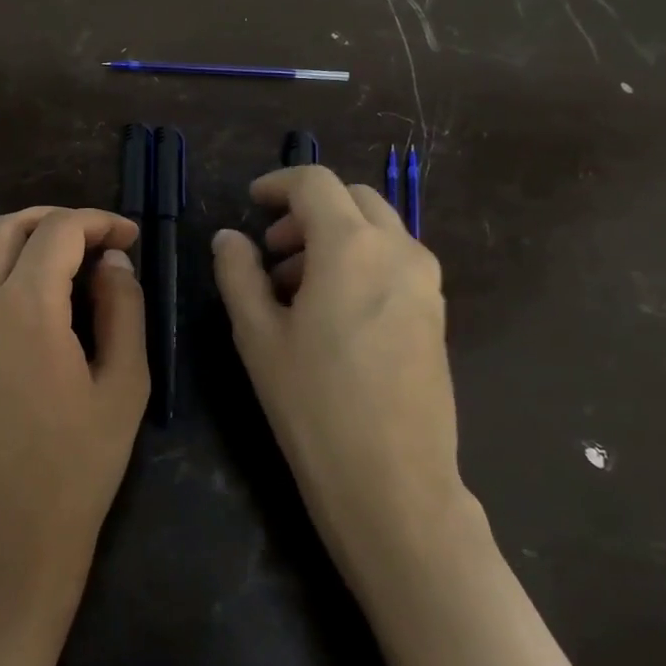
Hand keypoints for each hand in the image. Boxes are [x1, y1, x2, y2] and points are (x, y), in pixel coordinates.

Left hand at [0, 207, 149, 640]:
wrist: (3, 545)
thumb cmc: (77, 471)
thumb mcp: (124, 387)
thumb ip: (123, 310)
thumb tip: (112, 262)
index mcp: (26, 308)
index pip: (59, 232)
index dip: (99, 222)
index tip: (130, 237)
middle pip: (9, 228)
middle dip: (56, 220)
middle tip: (97, 239)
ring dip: (16, 238)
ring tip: (56, 258)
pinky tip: (18, 293)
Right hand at [211, 166, 471, 592]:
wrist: (394, 482)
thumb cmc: (314, 405)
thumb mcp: (258, 335)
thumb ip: (238, 273)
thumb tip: (229, 238)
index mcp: (351, 245)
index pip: (315, 183)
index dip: (278, 184)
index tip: (251, 204)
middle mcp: (398, 249)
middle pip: (352, 198)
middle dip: (307, 211)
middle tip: (270, 251)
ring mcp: (425, 281)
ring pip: (377, 228)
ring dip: (334, 236)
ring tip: (294, 286)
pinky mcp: (436, 312)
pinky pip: (395, 261)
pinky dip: (360, 260)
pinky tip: (332, 310)